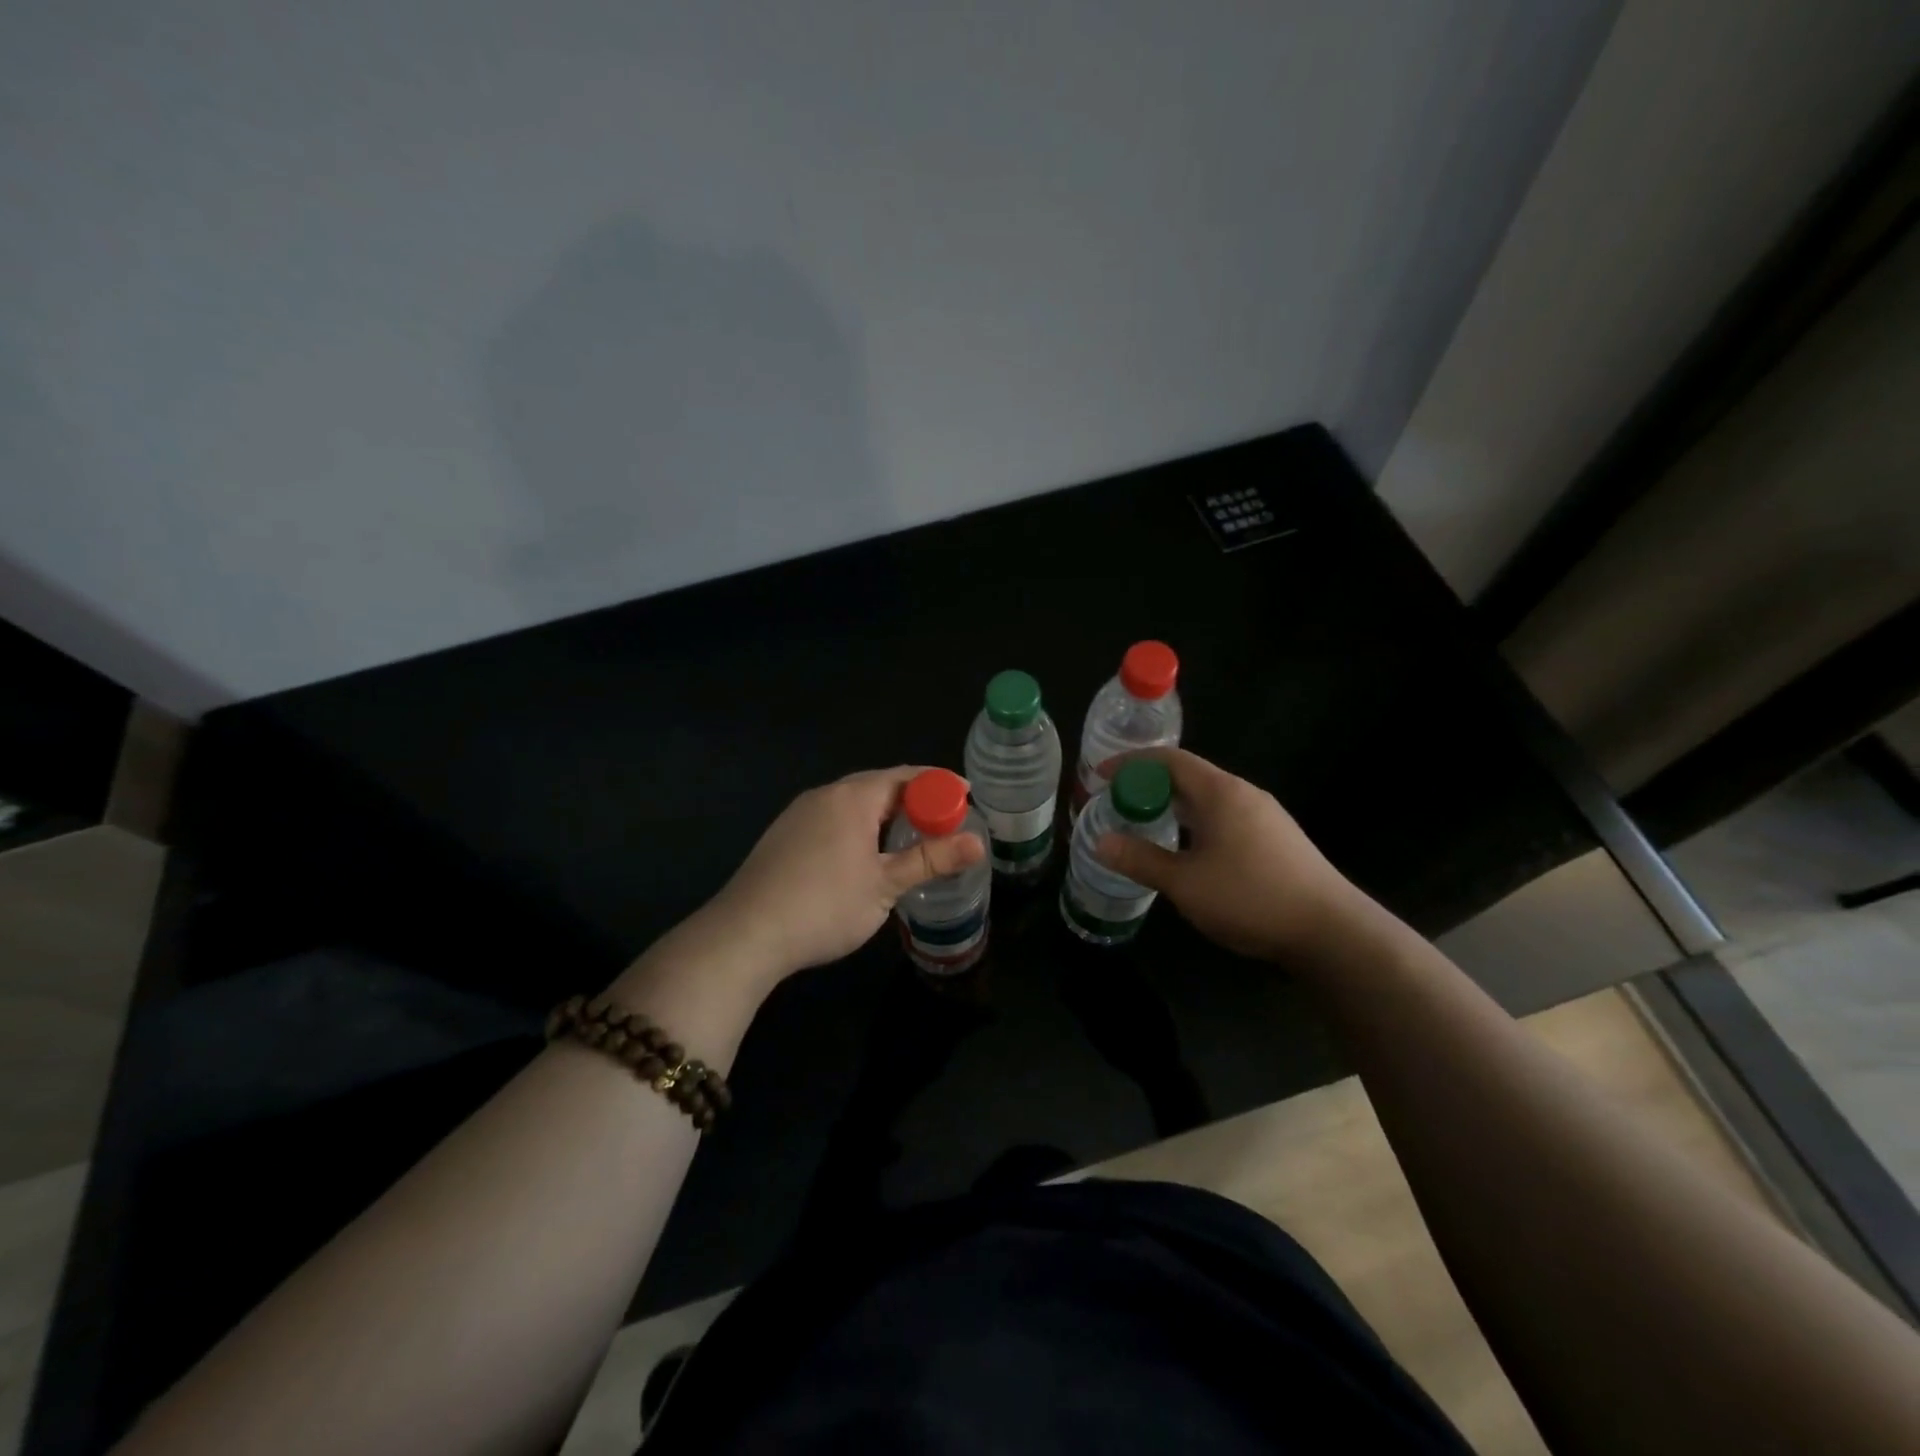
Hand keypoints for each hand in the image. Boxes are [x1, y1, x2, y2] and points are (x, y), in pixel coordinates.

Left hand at [700, 766, 985, 982]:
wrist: (745, 934)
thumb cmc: (824, 906)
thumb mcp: (885, 885)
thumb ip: (931, 860)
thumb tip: (978, 844)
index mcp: (852, 797)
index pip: (905, 776)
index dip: (939, 784)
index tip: (967, 796)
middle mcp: (824, 795)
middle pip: (878, 786)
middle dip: (913, 799)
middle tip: (943, 821)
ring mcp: (798, 814)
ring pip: (852, 803)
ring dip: (885, 814)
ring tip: (909, 838)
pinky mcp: (783, 836)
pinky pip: (832, 818)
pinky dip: (859, 826)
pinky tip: (863, 854)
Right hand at [1092, 748, 1373, 964]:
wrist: (1332, 932)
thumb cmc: (1251, 898)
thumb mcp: (1185, 883)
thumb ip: (1140, 860)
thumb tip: (1101, 843)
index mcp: (1221, 793)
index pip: (1169, 760)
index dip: (1131, 763)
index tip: (1101, 776)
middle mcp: (1244, 794)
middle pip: (1189, 776)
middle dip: (1150, 784)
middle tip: (1117, 802)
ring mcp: (1265, 816)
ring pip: (1208, 799)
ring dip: (1174, 805)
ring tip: (1145, 823)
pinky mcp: (1276, 839)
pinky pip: (1225, 816)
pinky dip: (1195, 821)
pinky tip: (1187, 849)